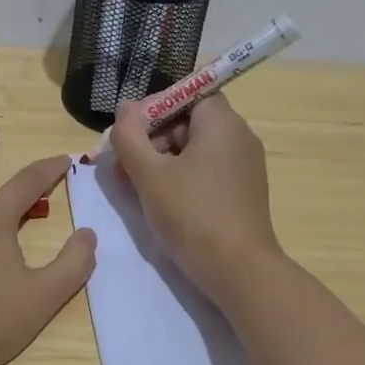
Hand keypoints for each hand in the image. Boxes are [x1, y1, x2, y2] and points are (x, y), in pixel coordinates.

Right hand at [111, 95, 283, 304]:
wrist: (239, 271)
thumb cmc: (192, 215)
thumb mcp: (149, 174)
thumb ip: (130, 136)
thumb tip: (125, 110)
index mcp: (222, 123)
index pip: (186, 92)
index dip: (154, 105)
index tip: (129, 130)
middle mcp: (238, 137)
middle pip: (187, 121)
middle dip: (150, 137)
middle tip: (122, 163)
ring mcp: (242, 165)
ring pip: (193, 148)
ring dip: (159, 159)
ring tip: (132, 185)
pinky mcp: (241, 191)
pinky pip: (204, 170)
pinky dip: (178, 176)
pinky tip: (156, 199)